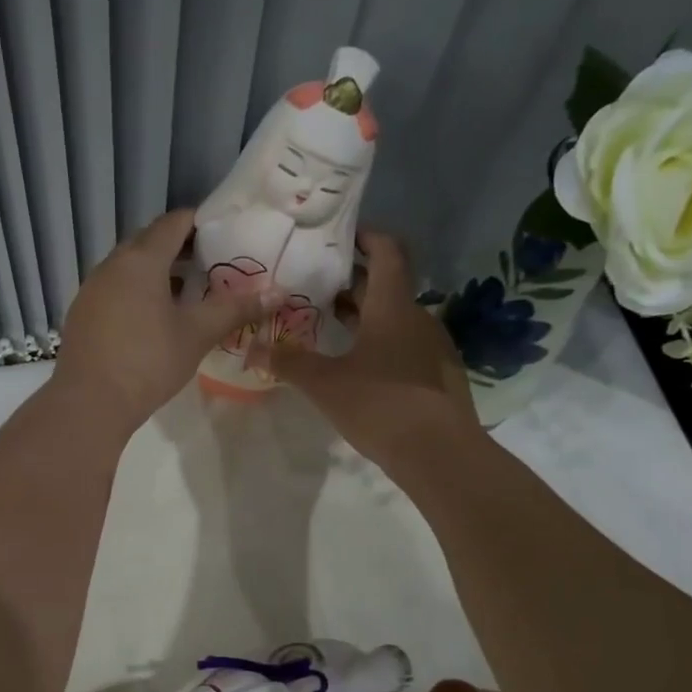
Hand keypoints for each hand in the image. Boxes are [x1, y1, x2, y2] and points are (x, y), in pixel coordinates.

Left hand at [54, 208, 277, 431]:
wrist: (89, 402)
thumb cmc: (148, 362)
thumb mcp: (197, 334)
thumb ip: (236, 309)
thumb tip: (277, 292)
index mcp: (141, 260)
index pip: (174, 222)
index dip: (201, 222)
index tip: (226, 233)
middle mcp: (112, 265)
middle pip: (149, 242)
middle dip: (180, 247)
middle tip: (211, 264)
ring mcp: (92, 289)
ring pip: (129, 267)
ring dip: (157, 272)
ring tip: (188, 292)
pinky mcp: (82, 313)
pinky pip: (115, 289)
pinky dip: (137, 292)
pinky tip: (153, 319)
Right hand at [266, 232, 481, 466]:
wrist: (440, 454)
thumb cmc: (380, 405)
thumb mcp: (325, 384)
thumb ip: (288, 362)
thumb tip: (251, 349)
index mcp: (393, 306)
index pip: (387, 251)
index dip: (365, 237)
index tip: (338, 237)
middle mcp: (417, 317)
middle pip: (386, 285)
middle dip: (352, 281)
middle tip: (315, 284)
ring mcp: (431, 346)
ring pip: (394, 317)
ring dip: (364, 314)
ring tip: (328, 324)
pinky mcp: (437, 374)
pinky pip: (404, 344)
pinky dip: (379, 341)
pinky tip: (357, 364)